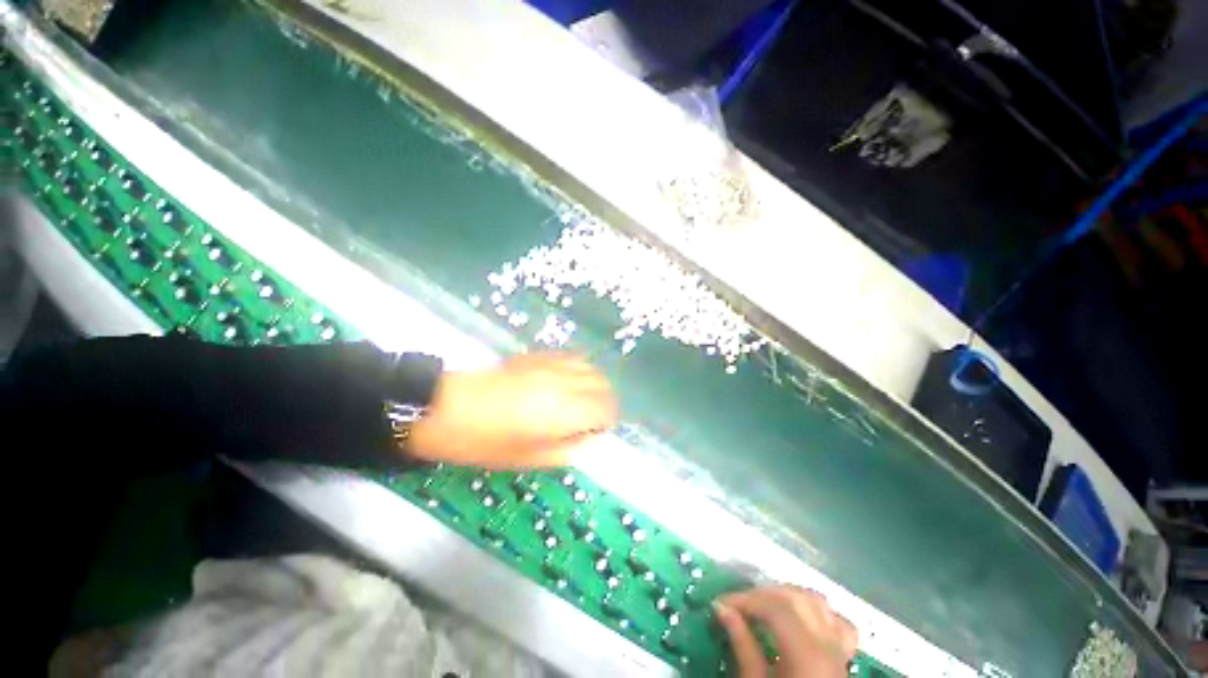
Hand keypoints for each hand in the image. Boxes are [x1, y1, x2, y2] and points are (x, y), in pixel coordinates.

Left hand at [407, 353, 616, 468]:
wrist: (447, 408)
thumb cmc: (486, 442)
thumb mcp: (529, 459)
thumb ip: (568, 450)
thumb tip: (588, 438)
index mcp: (565, 410)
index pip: (606, 407)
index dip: (607, 420)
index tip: (597, 430)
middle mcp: (565, 382)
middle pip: (603, 383)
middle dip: (604, 401)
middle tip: (591, 417)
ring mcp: (551, 364)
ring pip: (590, 366)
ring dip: (593, 383)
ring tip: (581, 398)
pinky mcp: (538, 356)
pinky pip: (570, 357)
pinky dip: (578, 369)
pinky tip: (566, 381)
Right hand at [715, 585, 857, 677]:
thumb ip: (743, 647)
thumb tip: (722, 609)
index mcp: (808, 655)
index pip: (775, 607)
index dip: (745, 599)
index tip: (720, 604)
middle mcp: (829, 646)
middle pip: (795, 598)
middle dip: (762, 594)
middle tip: (736, 604)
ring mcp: (841, 651)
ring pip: (818, 602)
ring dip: (787, 595)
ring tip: (762, 605)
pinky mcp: (844, 659)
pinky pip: (838, 623)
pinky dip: (817, 611)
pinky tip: (798, 616)